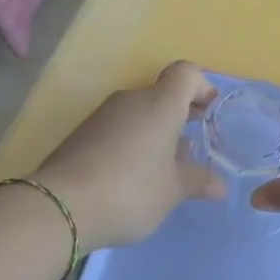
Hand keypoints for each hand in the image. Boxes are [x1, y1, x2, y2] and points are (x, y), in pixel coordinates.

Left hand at [31, 61, 224, 250]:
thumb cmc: (130, 190)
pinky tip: (131, 176)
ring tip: (161, 168)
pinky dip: (130, 142)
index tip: (208, 112)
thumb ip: (197, 181)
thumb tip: (219, 184)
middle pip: (161, 94)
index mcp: (160, 104)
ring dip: (154, 132)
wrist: (60, 206)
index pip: (186, 73)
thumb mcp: (172, 191)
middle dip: (178, 115)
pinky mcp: (81, 134)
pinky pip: (117, 128)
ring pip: (138, 113)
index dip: (201, 87)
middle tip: (189, 147)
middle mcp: (131, 100)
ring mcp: (102, 115)